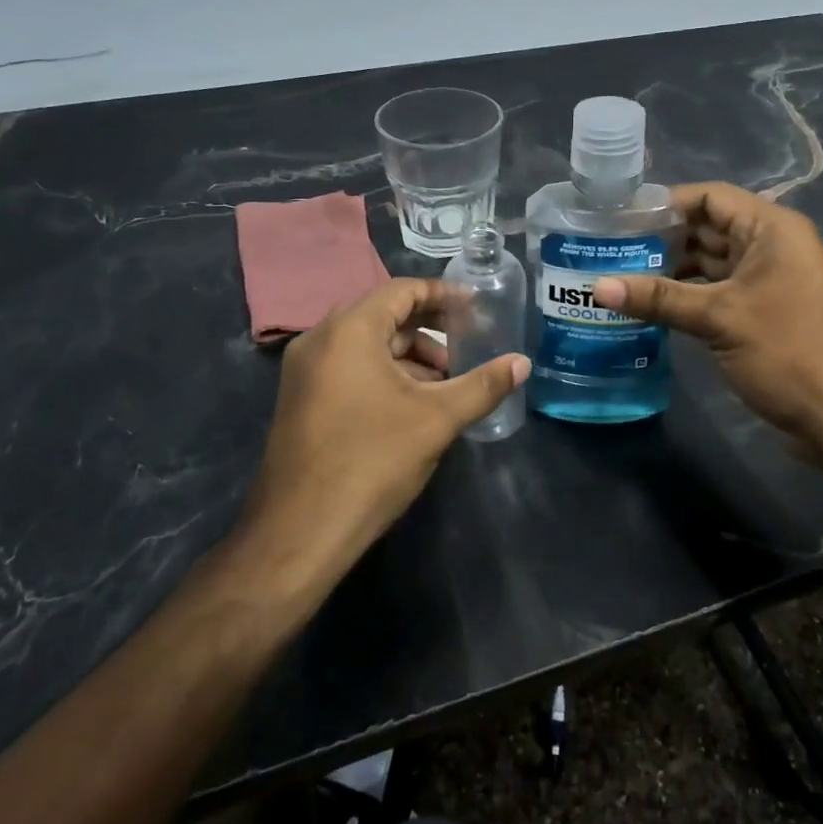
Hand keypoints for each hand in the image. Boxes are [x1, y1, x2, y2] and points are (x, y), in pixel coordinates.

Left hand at [238, 279, 528, 590]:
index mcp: (349, 331)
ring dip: (408, 356)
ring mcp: (303, 371)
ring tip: (445, 385)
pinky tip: (411, 405)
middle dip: (429, 329)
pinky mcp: (300, 399)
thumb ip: (483, 385)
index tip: (477, 307)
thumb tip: (522, 363)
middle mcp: (319, 340)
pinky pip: (348, 368)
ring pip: (366, 345)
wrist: (300, 532)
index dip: (444, 295)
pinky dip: (384, 374)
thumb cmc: (372, 462)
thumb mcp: (437, 420)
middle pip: (383, 315)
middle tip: (468, 346)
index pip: (402, 291)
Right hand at [592, 182, 822, 454]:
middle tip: (610, 250)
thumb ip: (659, 298)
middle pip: (708, 228)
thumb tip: (596, 287)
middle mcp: (771, 245)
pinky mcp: (762, 310)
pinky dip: (687, 294)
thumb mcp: (719, 317)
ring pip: (711, 262)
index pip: (710, 197)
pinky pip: (718, 290)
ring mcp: (768, 279)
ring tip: (621, 276)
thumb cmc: (786, 350)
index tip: (621, 219)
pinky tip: (650, 305)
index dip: (665, 203)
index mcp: (770, 228)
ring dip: (672, 269)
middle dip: (662, 239)